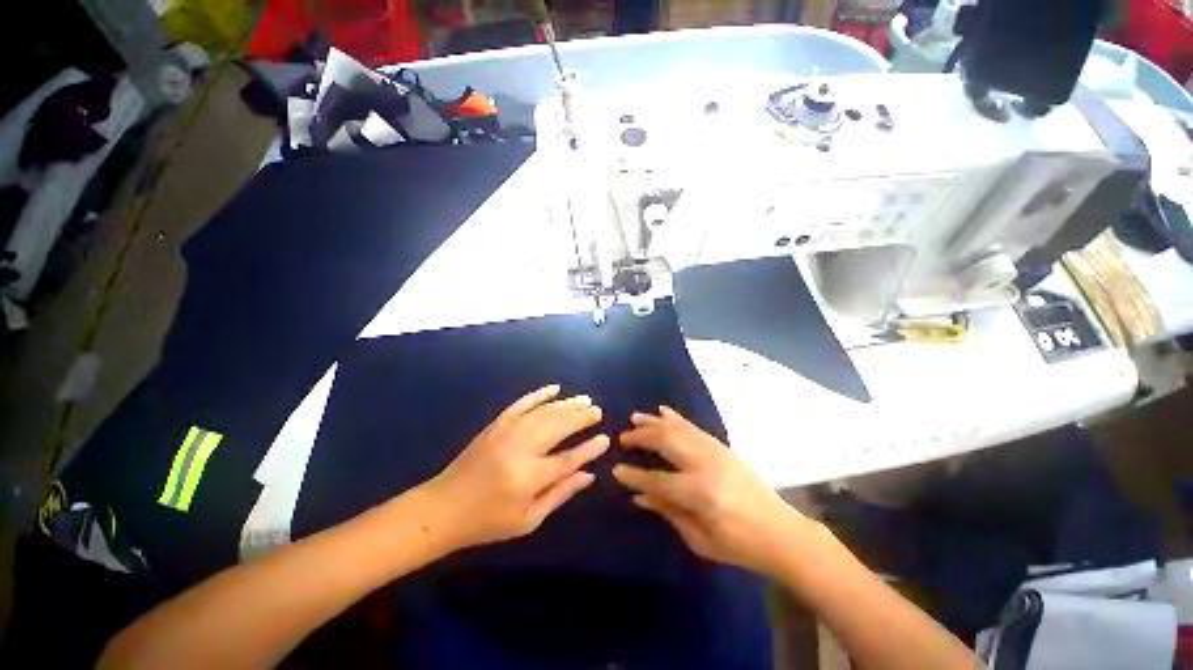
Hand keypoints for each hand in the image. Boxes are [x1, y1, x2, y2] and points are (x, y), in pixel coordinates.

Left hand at [425, 385, 608, 549]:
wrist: (443, 508)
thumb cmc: (488, 521)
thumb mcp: (528, 519)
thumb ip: (560, 493)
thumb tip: (589, 475)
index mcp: (528, 477)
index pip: (568, 459)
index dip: (589, 449)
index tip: (606, 439)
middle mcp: (520, 448)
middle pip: (558, 426)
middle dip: (581, 417)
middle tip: (597, 411)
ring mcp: (506, 432)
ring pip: (544, 412)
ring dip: (567, 404)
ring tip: (585, 400)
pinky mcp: (496, 424)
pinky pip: (522, 403)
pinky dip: (539, 394)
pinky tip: (555, 388)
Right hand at [612, 407, 814, 575]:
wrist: (780, 531)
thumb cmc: (739, 545)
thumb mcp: (700, 538)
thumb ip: (668, 511)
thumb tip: (639, 495)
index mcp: (699, 492)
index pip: (657, 479)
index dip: (634, 475)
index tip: (616, 469)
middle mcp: (705, 464)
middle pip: (665, 441)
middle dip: (641, 437)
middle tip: (623, 438)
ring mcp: (715, 450)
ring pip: (677, 428)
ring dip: (654, 422)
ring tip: (635, 418)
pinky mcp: (721, 446)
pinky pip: (693, 426)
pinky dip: (675, 417)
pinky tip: (663, 411)